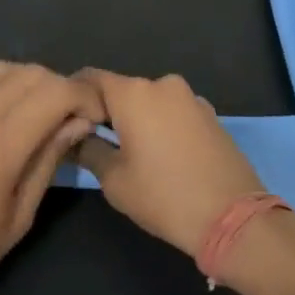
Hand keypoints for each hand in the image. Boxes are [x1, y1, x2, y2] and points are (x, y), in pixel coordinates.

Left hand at [0, 61, 102, 294]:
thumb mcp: (19, 218)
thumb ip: (48, 161)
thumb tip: (78, 123)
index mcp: (0, 146)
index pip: (56, 92)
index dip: (84, 96)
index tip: (92, 115)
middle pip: (29, 74)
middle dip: (58, 88)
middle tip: (65, 115)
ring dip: (22, 80)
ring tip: (27, 107)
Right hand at [74, 69, 264, 256]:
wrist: (232, 216)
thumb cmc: (164, 196)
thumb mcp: (114, 179)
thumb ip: (88, 148)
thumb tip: (73, 135)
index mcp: (134, 93)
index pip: (90, 79)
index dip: (73, 96)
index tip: (62, 119)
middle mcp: (163, 84)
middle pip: (122, 90)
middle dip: (104, 111)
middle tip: (89, 141)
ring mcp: (191, 98)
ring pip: (149, 101)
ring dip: (134, 119)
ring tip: (125, 151)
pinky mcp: (209, 114)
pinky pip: (172, 112)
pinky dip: (159, 125)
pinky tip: (158, 154)